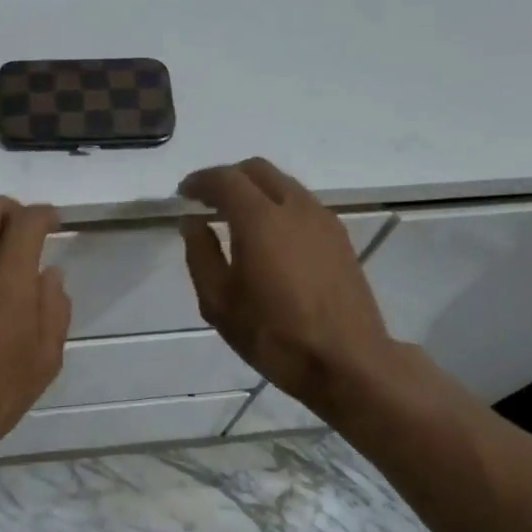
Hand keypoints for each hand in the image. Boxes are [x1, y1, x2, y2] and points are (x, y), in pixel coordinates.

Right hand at [180, 158, 398, 413]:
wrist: (347, 361)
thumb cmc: (275, 335)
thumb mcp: (219, 303)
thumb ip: (200, 254)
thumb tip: (193, 222)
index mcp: (261, 219)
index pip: (225, 179)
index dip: (200, 181)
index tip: (183, 194)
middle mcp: (295, 207)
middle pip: (257, 170)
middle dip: (228, 178)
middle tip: (207, 202)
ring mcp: (323, 219)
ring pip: (283, 183)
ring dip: (255, 190)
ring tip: (236, 218)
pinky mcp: (339, 236)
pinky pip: (302, 203)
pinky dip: (278, 204)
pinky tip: (270, 236)